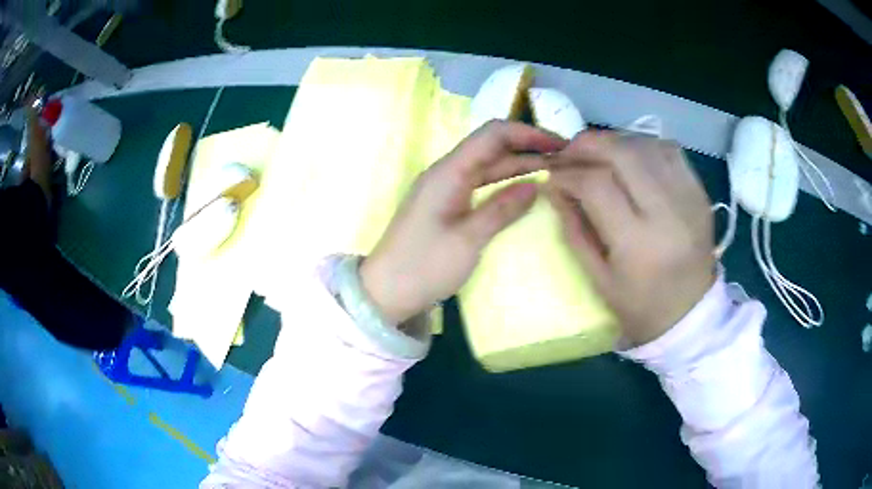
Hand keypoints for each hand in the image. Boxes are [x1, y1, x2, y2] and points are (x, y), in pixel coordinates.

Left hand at [360, 121, 566, 324]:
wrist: (386, 292)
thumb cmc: (424, 266)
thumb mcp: (468, 240)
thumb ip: (502, 209)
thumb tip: (536, 185)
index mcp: (448, 172)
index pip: (493, 135)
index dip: (528, 133)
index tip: (558, 144)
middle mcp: (446, 172)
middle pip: (491, 147)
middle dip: (528, 147)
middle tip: (564, 159)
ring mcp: (445, 188)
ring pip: (487, 165)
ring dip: (518, 164)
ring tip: (553, 169)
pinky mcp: (446, 204)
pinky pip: (479, 183)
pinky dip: (503, 182)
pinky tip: (524, 189)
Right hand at [547, 131, 714, 344]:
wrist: (691, 316)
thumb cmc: (641, 308)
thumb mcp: (599, 280)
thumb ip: (574, 231)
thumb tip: (555, 188)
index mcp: (638, 243)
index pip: (596, 185)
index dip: (567, 173)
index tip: (552, 175)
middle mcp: (667, 213)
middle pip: (622, 153)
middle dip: (587, 145)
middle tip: (569, 153)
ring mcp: (688, 198)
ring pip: (646, 145)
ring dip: (614, 142)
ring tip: (597, 154)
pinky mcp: (700, 193)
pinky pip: (669, 151)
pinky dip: (643, 146)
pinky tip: (631, 158)